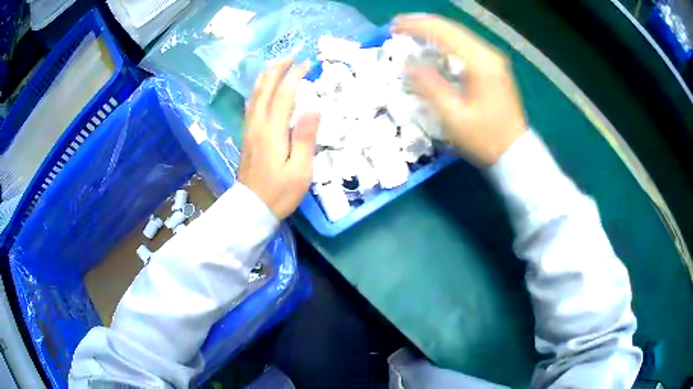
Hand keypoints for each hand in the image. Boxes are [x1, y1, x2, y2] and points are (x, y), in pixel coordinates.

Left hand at [238, 60, 320, 219]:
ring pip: (254, 96)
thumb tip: (313, 107)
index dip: (294, 77)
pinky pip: (251, 106)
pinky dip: (258, 91)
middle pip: (264, 90)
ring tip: (276, 67)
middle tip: (290, 58)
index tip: (306, 65)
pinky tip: (263, 91)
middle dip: (276, 70)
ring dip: (265, 78)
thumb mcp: (300, 170)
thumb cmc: (279, 192)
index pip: (283, 95)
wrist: (251, 208)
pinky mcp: (247, 137)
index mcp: (272, 131)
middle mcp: (257, 125)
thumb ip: (305, 137)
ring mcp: (249, 130)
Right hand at [393, 14, 527, 165]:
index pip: (444, 32)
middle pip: (452, 29)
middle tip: (399, 26)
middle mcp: (489, 55)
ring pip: (460, 35)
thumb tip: (409, 65)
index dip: (417, 26)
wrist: (515, 153)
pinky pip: (466, 46)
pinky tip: (435, 46)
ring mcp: (494, 61)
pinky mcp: (494, 68)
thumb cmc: (485, 139)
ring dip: (435, 32)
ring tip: (411, 32)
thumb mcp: (454, 117)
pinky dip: (447, 42)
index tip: (395, 26)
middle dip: (424, 25)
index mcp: (480, 63)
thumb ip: (430, 87)